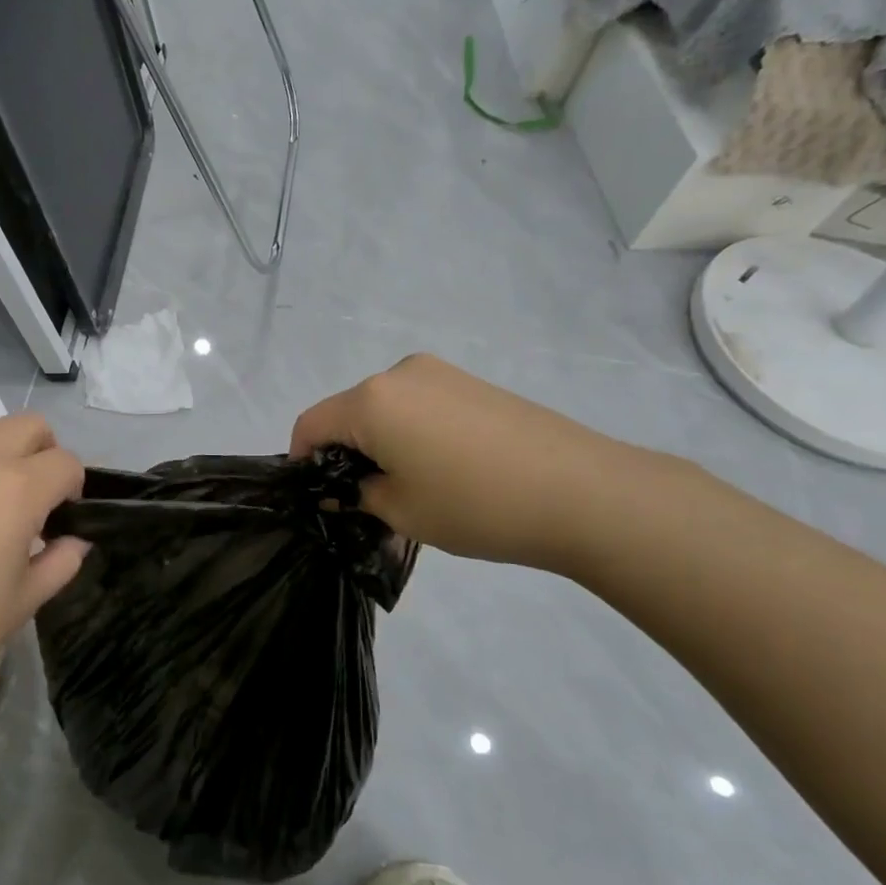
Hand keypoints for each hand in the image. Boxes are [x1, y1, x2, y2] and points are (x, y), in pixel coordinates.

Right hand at [290, 353, 641, 570]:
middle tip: (364, 501)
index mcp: (372, 399)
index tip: (316, 498)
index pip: (311, 424)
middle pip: (348, 412)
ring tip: (410, 487)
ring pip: (385, 408)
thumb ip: (356, 495)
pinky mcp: (472, 383)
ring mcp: (441, 373)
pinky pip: (419, 405)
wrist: (584, 492)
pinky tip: (443, 468)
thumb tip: (342, 489)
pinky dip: (411, 432)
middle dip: (344, 453)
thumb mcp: (400, 511)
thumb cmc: (475, 504)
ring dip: (380, 443)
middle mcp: (399, 373)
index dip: (301, 461)